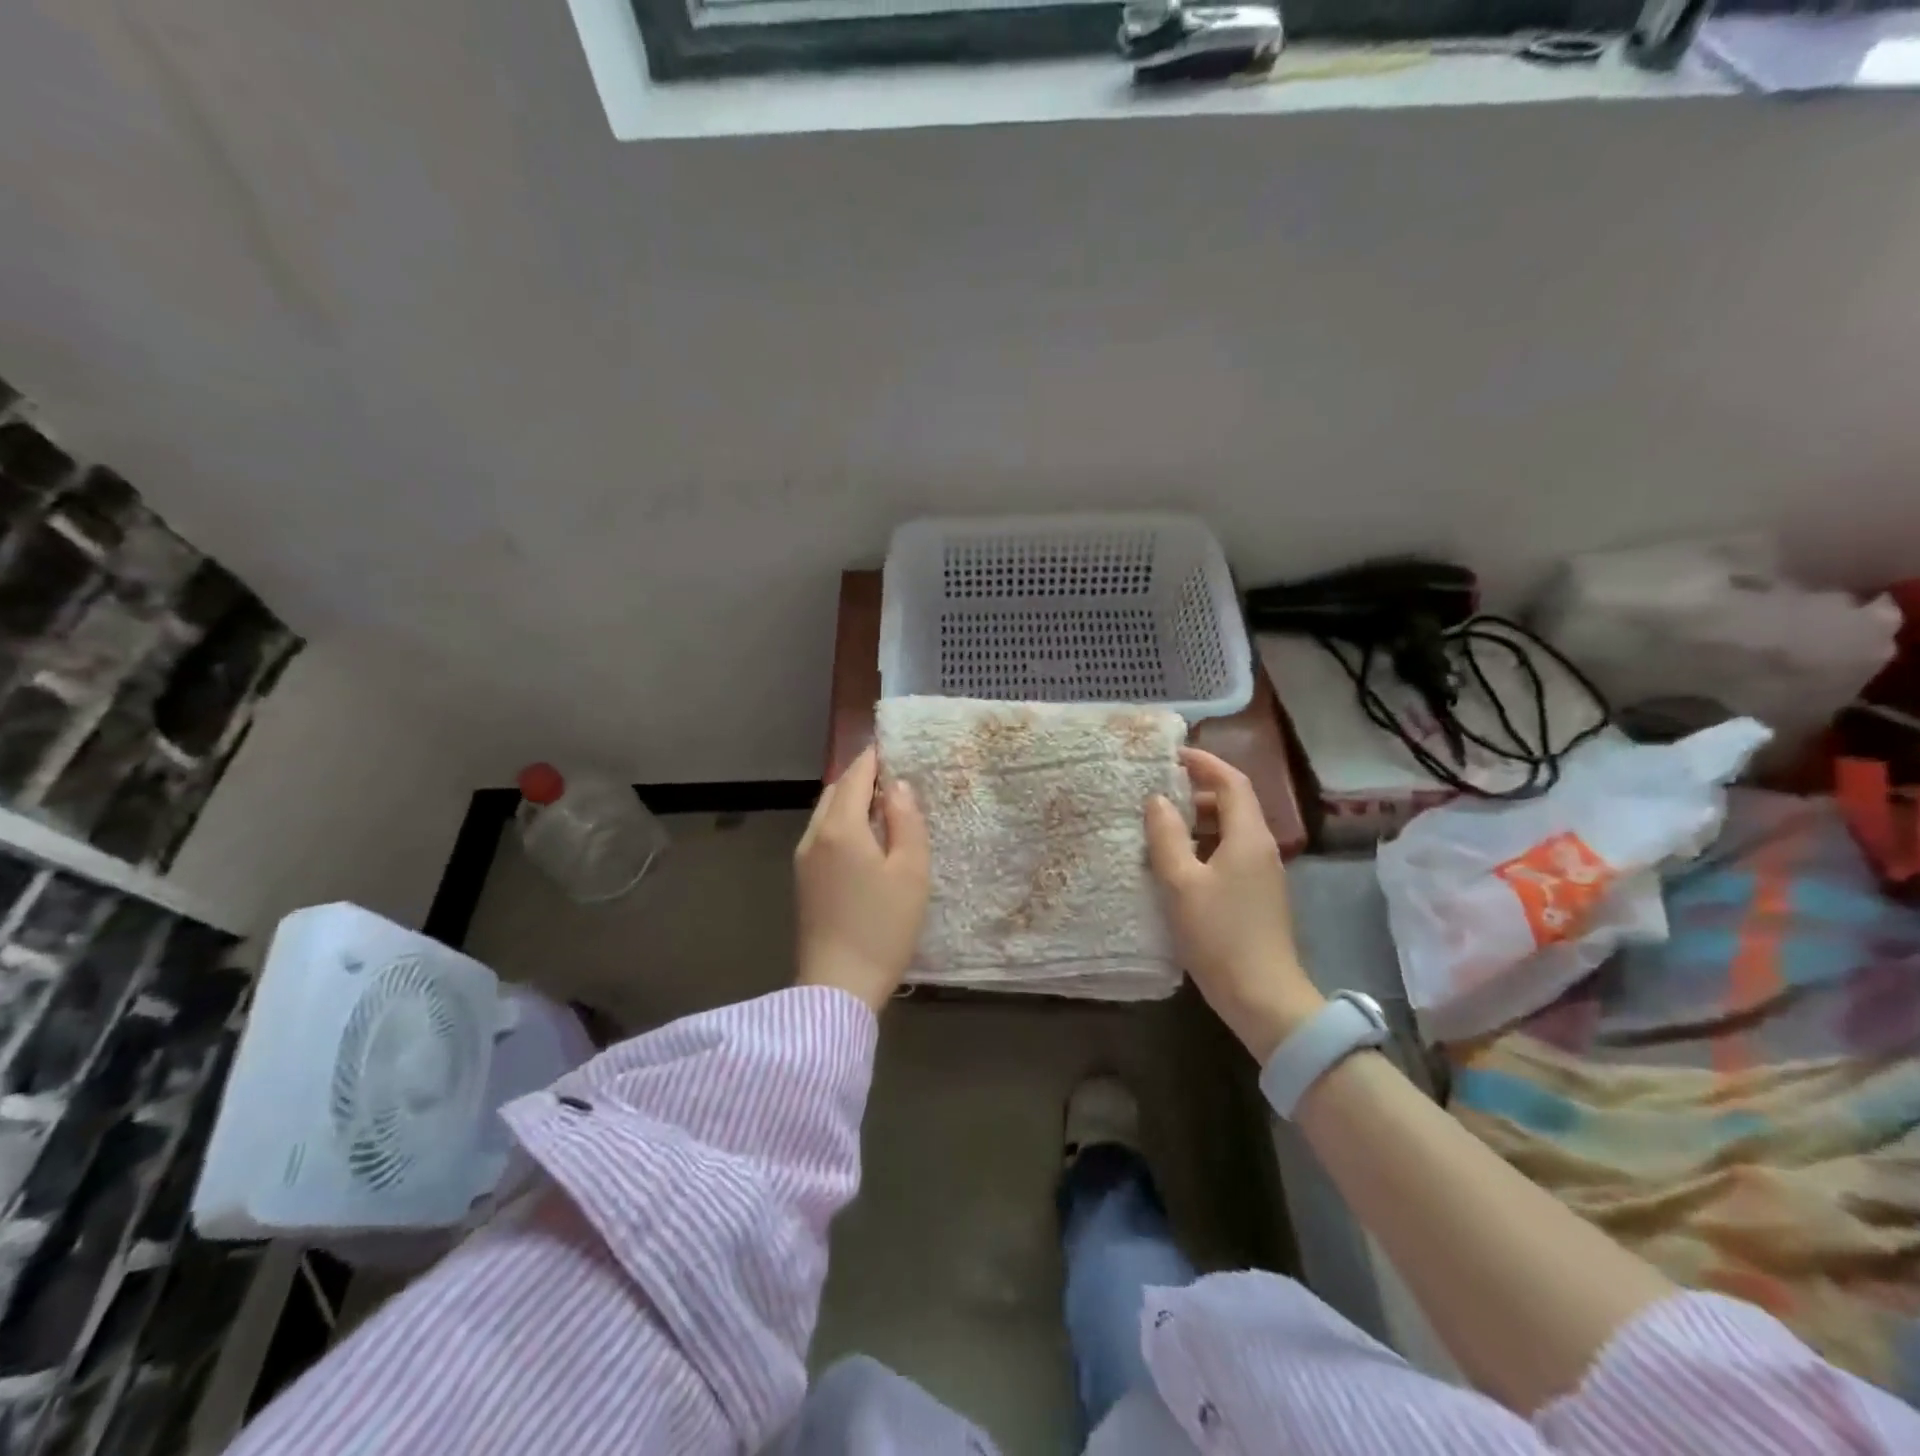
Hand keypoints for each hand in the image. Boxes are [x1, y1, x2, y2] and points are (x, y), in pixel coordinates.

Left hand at [794, 745, 930, 1012]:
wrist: (837, 987)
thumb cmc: (883, 927)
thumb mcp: (911, 871)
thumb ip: (905, 820)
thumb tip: (897, 786)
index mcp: (841, 827)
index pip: (855, 775)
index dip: (875, 758)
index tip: (894, 747)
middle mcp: (815, 835)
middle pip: (836, 791)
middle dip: (862, 779)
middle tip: (895, 781)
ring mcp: (803, 859)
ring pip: (826, 813)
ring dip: (851, 802)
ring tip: (884, 811)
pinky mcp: (802, 881)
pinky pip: (822, 835)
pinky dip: (843, 825)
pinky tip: (865, 844)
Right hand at [1145, 748, 1323, 1061]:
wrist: (1263, 997)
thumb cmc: (1219, 934)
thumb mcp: (1181, 882)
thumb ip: (1166, 836)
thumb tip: (1157, 799)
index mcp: (1248, 836)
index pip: (1231, 781)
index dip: (1204, 763)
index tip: (1171, 755)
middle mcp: (1261, 848)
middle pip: (1231, 804)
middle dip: (1195, 792)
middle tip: (1155, 794)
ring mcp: (1262, 874)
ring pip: (1229, 831)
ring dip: (1196, 822)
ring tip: (1158, 828)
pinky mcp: (1256, 896)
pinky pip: (1228, 854)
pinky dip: (1203, 847)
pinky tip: (1176, 865)